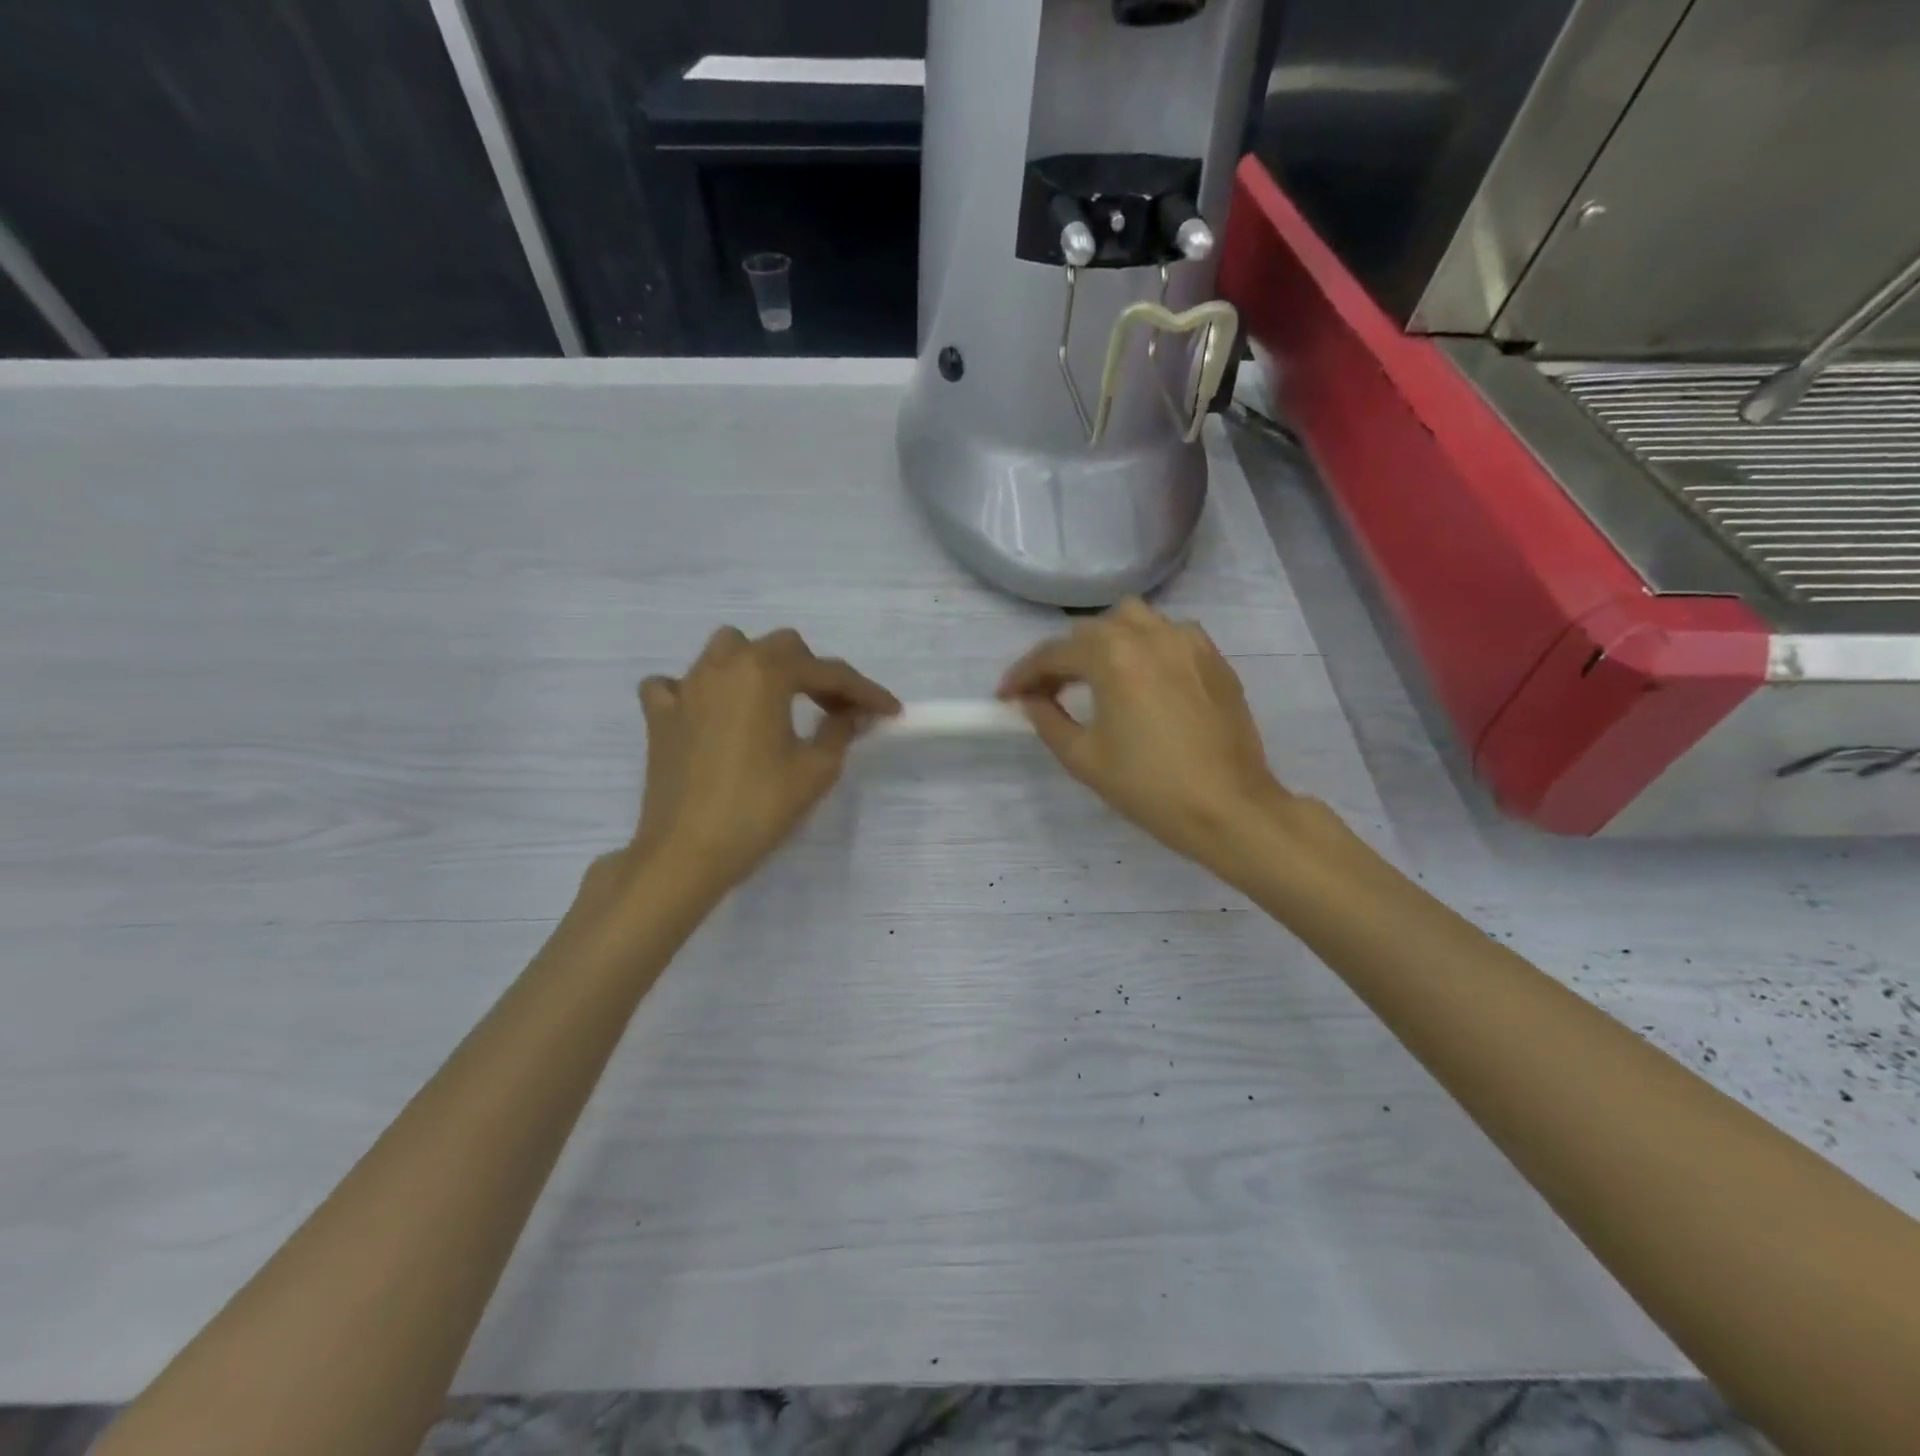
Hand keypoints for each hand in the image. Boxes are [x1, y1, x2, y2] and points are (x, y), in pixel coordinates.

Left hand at [618, 627, 898, 895]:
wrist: (687, 850)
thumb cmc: (759, 808)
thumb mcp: (816, 770)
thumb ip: (840, 730)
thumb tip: (850, 713)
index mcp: (765, 673)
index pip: (828, 672)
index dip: (865, 691)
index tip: (889, 711)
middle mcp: (724, 666)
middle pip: (780, 647)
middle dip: (814, 673)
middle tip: (835, 710)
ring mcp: (685, 687)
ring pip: (727, 650)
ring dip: (758, 666)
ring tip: (774, 700)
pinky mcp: (660, 715)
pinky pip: (677, 685)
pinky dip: (697, 692)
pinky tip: (710, 715)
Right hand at [998, 598, 1289, 871]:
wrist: (1228, 807)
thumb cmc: (1149, 786)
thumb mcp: (1084, 758)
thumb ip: (1048, 720)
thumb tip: (1030, 700)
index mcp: (1112, 656)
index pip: (1053, 654)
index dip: (1023, 674)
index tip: (1005, 695)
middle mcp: (1149, 635)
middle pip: (1090, 631)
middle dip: (1061, 658)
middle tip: (1046, 693)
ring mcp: (1187, 641)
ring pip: (1132, 620)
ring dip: (1104, 641)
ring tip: (1095, 675)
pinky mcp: (1214, 658)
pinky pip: (1169, 634)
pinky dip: (1145, 646)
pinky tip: (1143, 679)